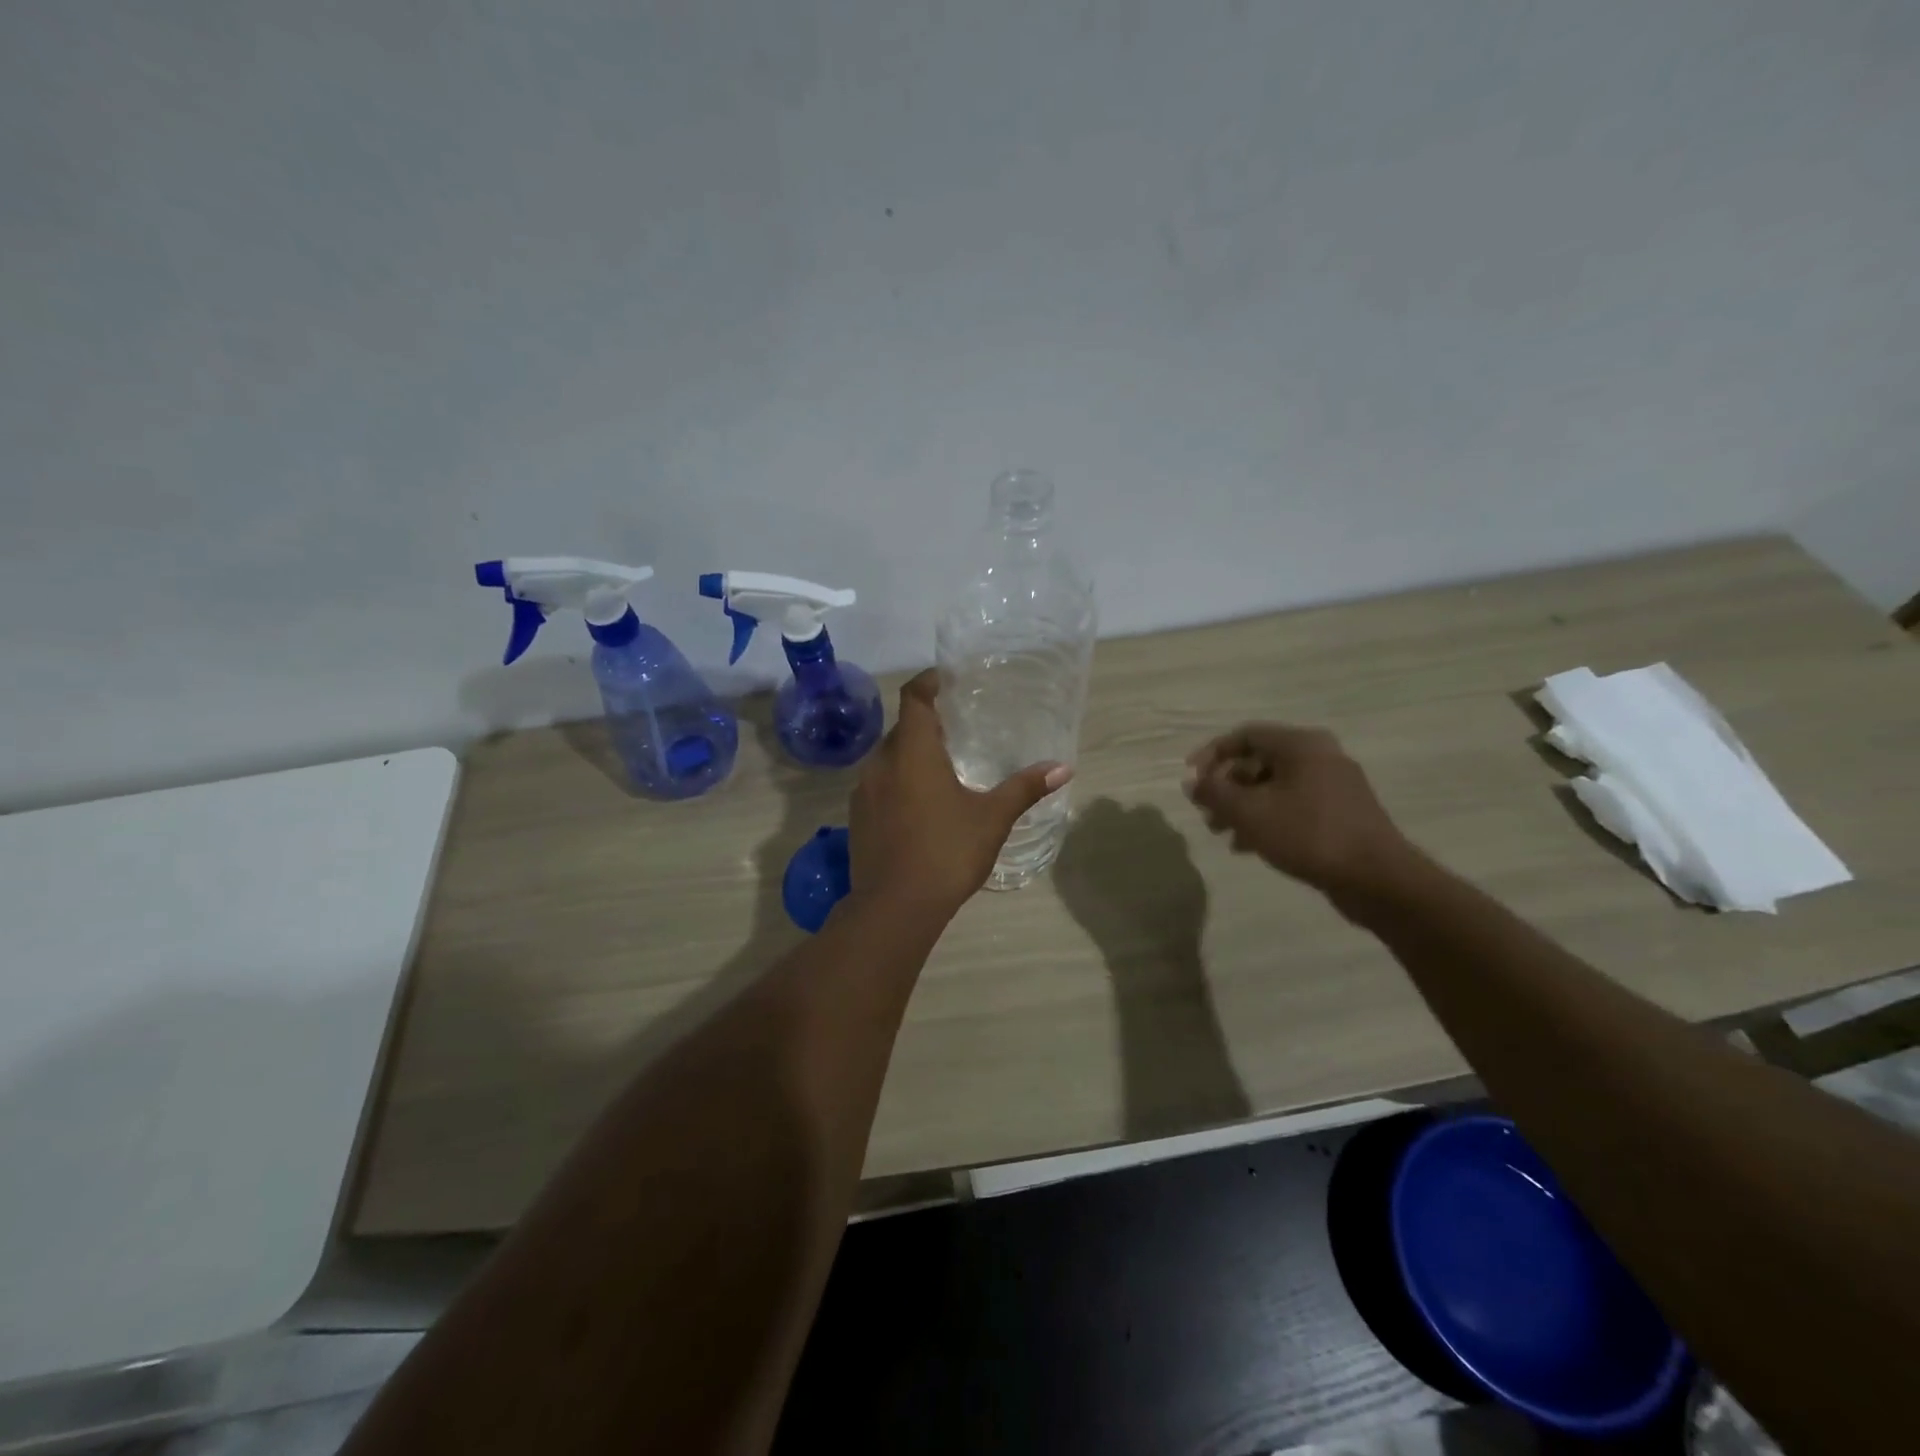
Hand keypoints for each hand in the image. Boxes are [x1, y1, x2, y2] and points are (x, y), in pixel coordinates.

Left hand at [849, 671, 1070, 916]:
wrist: (893, 907)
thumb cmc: (946, 852)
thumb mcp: (992, 818)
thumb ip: (1024, 788)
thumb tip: (1063, 768)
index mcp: (912, 752)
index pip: (914, 697)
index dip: (928, 682)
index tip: (948, 680)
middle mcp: (881, 762)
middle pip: (901, 727)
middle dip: (927, 722)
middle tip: (958, 727)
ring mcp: (864, 791)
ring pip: (888, 757)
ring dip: (911, 754)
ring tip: (943, 765)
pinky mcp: (857, 817)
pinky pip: (879, 784)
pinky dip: (899, 781)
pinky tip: (920, 803)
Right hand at [1183, 724, 1411, 894]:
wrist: (1376, 878)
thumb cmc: (1308, 834)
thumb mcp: (1249, 813)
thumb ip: (1214, 793)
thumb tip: (1192, 782)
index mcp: (1301, 744)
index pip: (1244, 736)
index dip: (1211, 755)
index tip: (1191, 780)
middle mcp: (1319, 756)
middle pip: (1258, 762)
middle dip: (1226, 787)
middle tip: (1206, 813)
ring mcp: (1334, 784)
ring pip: (1273, 787)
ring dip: (1242, 807)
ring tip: (1222, 834)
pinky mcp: (1341, 812)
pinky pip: (1292, 805)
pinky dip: (1266, 818)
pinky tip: (1249, 846)